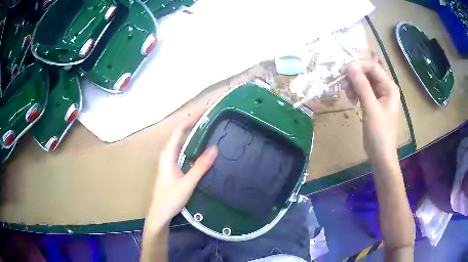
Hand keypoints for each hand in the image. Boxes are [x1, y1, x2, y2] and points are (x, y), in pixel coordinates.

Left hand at [146, 114, 217, 226]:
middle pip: (179, 135)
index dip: (189, 120)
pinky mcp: (172, 169)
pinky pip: (182, 151)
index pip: (178, 131)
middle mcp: (167, 155)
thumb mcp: (187, 183)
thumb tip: (214, 148)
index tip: (203, 112)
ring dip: (191, 134)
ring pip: (180, 143)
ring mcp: (169, 162)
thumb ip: (200, 167)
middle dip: (192, 124)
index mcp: (167, 155)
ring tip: (206, 128)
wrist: (160, 214)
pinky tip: (200, 148)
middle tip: (208, 118)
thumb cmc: (171, 199)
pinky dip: (191, 145)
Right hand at [346, 61, 399, 163]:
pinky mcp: (374, 104)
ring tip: (347, 94)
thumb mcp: (370, 108)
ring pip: (365, 83)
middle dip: (355, 77)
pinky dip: (356, 93)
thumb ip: (362, 86)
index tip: (344, 73)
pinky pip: (364, 92)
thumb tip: (350, 67)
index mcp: (389, 87)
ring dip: (354, 85)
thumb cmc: (379, 132)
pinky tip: (351, 100)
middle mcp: (386, 88)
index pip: (373, 68)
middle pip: (368, 74)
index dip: (359, 67)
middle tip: (343, 85)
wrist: (381, 154)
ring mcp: (380, 96)